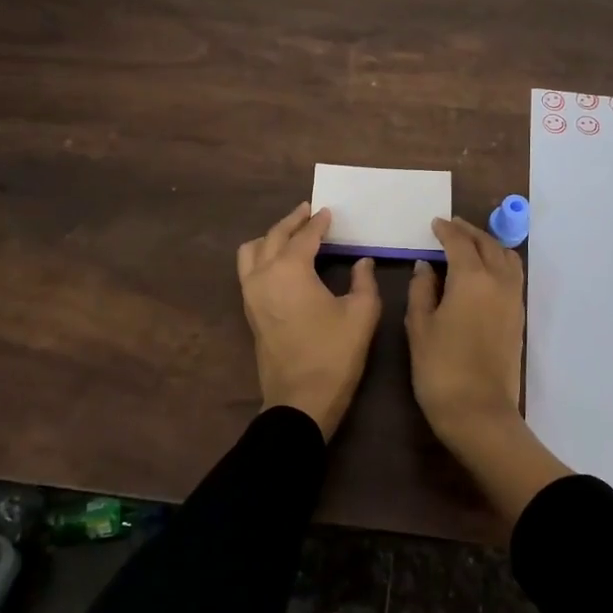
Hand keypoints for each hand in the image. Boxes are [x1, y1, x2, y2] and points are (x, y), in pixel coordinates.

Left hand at [237, 202, 378, 438]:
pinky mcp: (249, 310)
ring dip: (271, 237)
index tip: (329, 212)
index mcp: (290, 270)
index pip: (305, 236)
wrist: (301, 400)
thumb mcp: (361, 313)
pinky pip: (248, 269)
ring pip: (252, 250)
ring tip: (291, 234)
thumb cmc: (334, 354)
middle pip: (274, 236)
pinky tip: (280, 261)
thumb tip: (362, 261)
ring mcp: (251, 293)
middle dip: (292, 221)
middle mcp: (263, 275)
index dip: (319, 223)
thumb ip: (364, 280)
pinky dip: (262, 255)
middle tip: (309, 212)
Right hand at [406, 216, 571, 522]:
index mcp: (471, 278)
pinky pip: (512, 275)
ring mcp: (513, 299)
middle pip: (487, 245)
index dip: (446, 230)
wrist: (479, 412)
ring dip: (488, 244)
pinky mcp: (518, 317)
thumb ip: (422, 290)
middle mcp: (498, 281)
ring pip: (506, 258)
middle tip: (451, 227)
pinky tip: (484, 270)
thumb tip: (427, 266)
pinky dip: (499, 262)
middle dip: (469, 232)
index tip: (435, 224)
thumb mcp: (419, 326)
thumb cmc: (440, 368)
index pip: (459, 243)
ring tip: (470, 244)